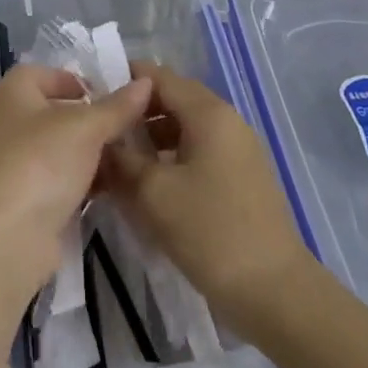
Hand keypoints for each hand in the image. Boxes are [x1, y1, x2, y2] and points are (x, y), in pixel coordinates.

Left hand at [0, 64, 153, 303]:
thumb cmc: (41, 163)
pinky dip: (85, 179)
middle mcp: (10, 120)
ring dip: (94, 151)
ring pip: (63, 147)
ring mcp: (17, 161)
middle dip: (94, 119)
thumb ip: (117, 106)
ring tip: (133, 156)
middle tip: (132, 126)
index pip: (49, 72)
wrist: (6, 239)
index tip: (115, 96)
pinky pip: (62, 178)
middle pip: (59, 111)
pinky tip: (116, 186)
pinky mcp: (27, 197)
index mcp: (14, 91)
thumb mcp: (86, 128)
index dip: (81, 79)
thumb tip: (145, 82)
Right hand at [104, 62, 314, 330]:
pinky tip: (151, 184)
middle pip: (174, 99)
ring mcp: (239, 149)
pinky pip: (200, 151)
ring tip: (120, 161)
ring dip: (153, 137)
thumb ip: (122, 160)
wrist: (275, 291)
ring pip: (186, 127)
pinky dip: (173, 156)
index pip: (159, 77)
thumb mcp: (153, 194)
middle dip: (136, 112)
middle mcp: (227, 120)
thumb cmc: (211, 232)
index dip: (124, 81)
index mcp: (209, 113)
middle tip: (101, 131)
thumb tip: (101, 142)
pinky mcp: (243, 177)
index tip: (92, 97)